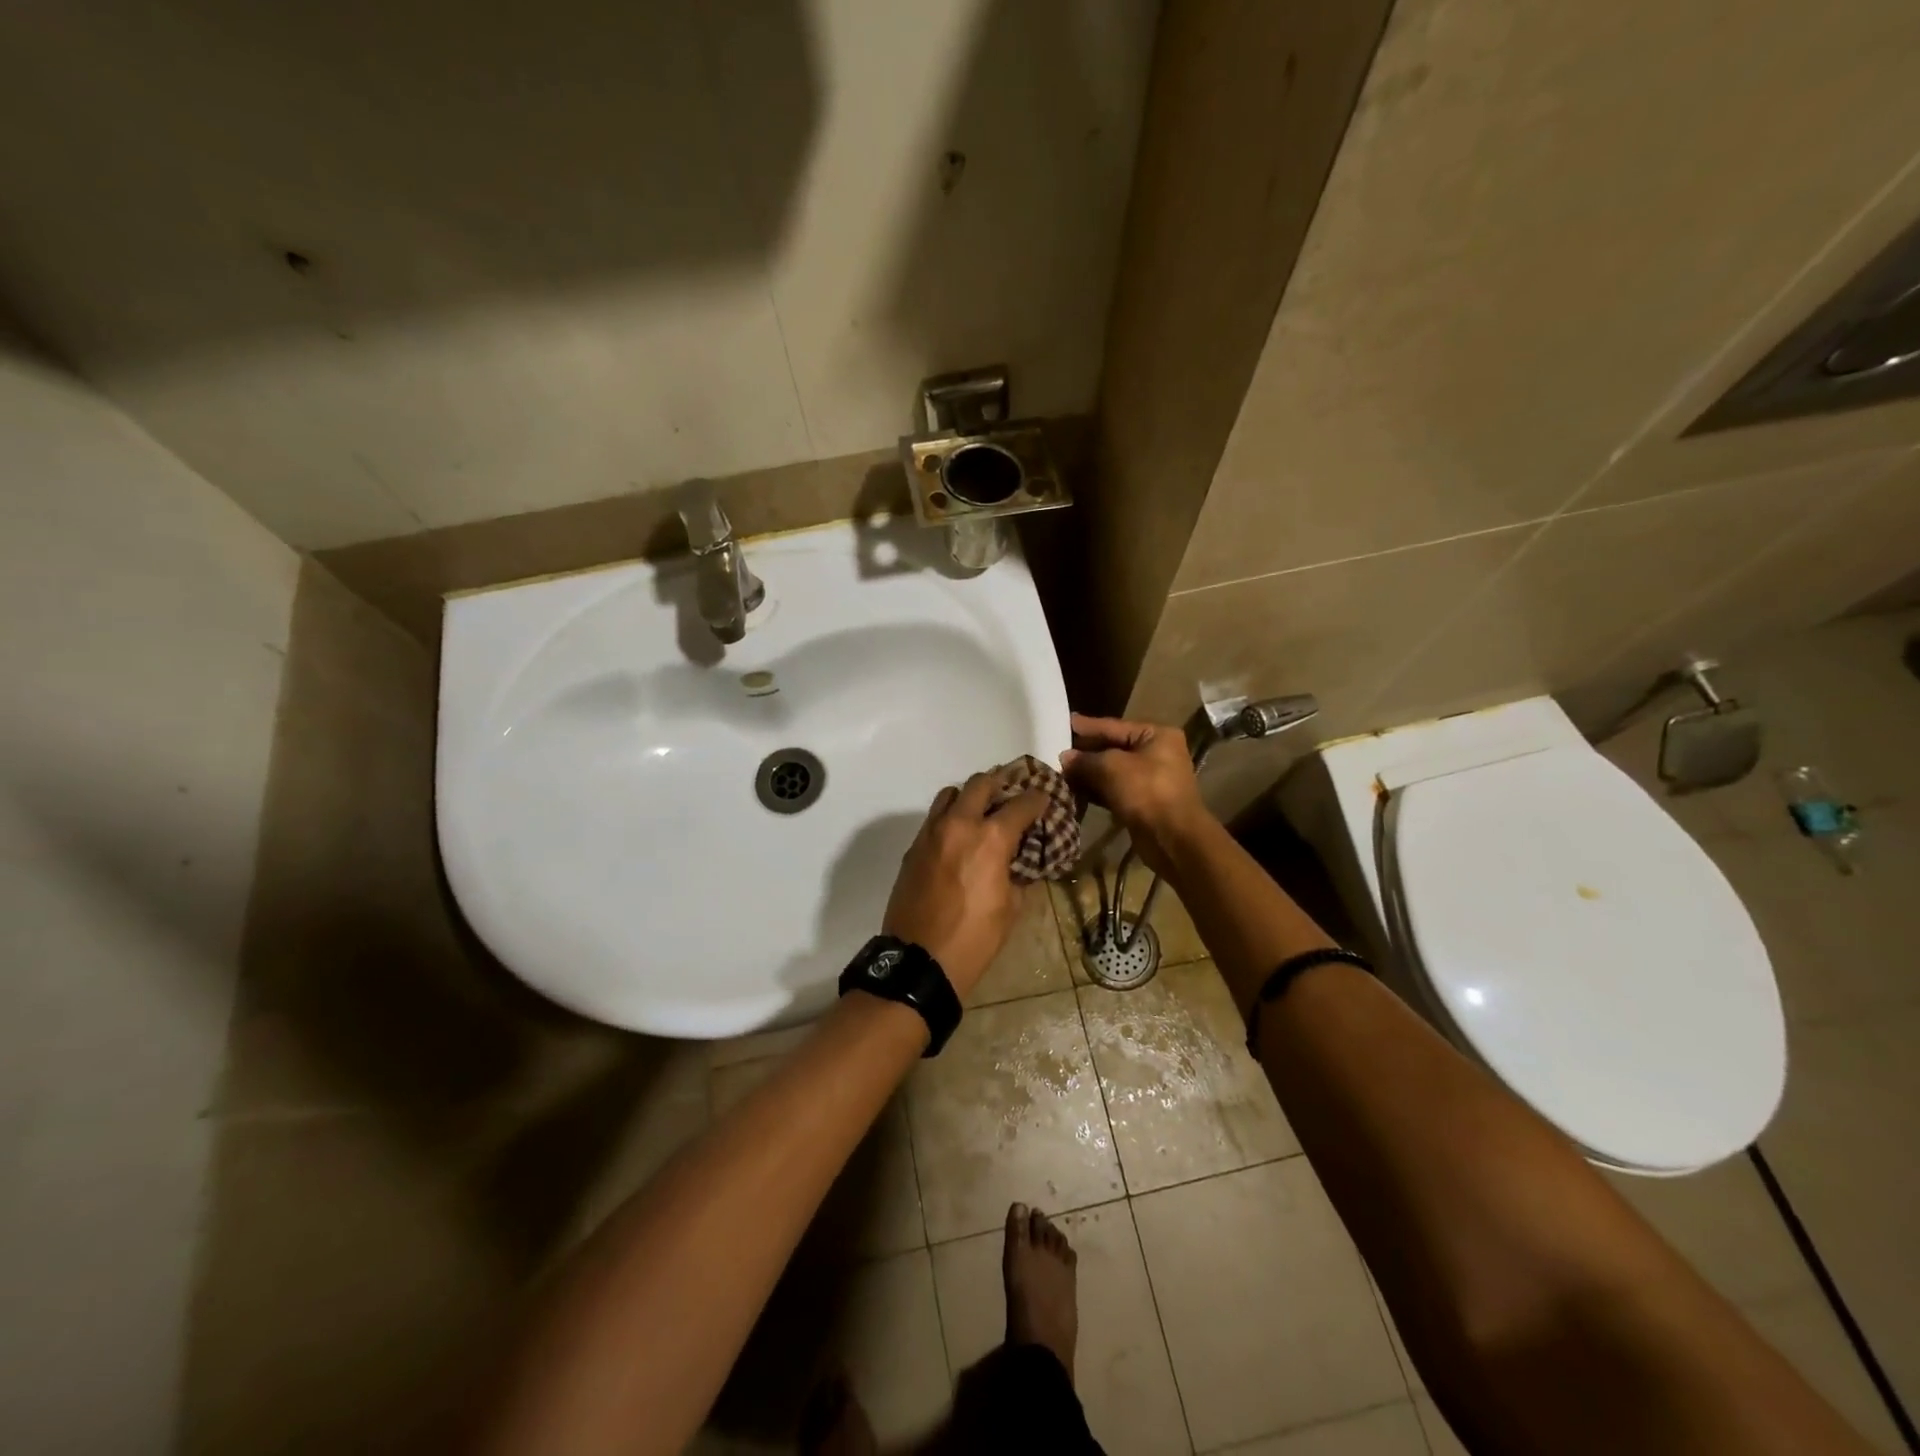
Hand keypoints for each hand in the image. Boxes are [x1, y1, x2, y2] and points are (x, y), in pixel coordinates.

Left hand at [882, 769, 1049, 998]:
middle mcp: (959, 824)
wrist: (920, 960)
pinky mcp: (913, 847)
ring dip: (969, 796)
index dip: (1038, 799)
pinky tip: (959, 837)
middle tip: (1011, 793)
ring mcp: (931, 833)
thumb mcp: (1010, 908)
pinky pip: (934, 818)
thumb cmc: (975, 938)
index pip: (1021, 803)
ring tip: (981, 811)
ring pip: (951, 794)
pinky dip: (950, 818)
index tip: (1044, 800)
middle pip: (981, 783)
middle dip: (1000, 783)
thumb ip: (1018, 875)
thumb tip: (1021, 863)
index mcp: (990, 838)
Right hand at [1059, 714, 1210, 874]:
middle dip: (1085, 752)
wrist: (1172, 838)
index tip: (1064, 721)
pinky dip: (1096, 790)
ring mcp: (1150, 779)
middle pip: (1113, 748)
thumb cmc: (1146, 792)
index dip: (1087, 726)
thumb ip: (1085, 759)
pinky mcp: (1142, 802)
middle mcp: (1156, 754)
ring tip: (1059, 771)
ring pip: (1112, 771)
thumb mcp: (1111, 767)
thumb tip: (1065, 757)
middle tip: (1056, 750)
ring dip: (1087, 773)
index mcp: (1156, 735)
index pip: (1114, 726)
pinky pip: (1114, 790)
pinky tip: (1073, 790)